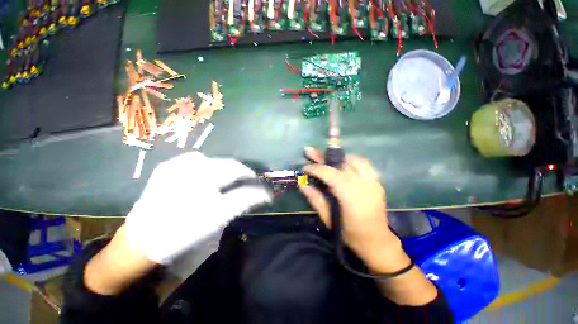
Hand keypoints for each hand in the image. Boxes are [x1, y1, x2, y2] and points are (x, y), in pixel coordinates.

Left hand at [125, 152, 271, 264]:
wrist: (142, 240)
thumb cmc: (184, 231)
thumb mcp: (219, 217)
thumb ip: (244, 200)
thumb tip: (264, 193)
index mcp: (205, 178)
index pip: (238, 170)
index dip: (250, 175)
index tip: (257, 184)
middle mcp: (191, 166)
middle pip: (226, 163)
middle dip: (238, 173)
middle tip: (244, 185)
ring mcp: (177, 164)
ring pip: (213, 161)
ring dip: (224, 170)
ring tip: (226, 183)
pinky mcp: (167, 167)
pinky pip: (195, 161)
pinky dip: (207, 168)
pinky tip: (204, 180)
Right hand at [299, 147, 407, 272]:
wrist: (377, 241)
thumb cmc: (350, 233)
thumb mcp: (328, 219)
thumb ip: (315, 199)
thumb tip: (302, 184)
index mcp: (350, 196)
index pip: (330, 174)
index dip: (316, 168)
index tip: (305, 167)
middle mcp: (364, 185)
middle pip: (341, 163)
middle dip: (324, 157)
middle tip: (310, 151)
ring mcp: (373, 182)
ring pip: (354, 160)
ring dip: (338, 157)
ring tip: (326, 159)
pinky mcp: (377, 182)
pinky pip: (364, 164)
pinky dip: (350, 161)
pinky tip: (343, 165)